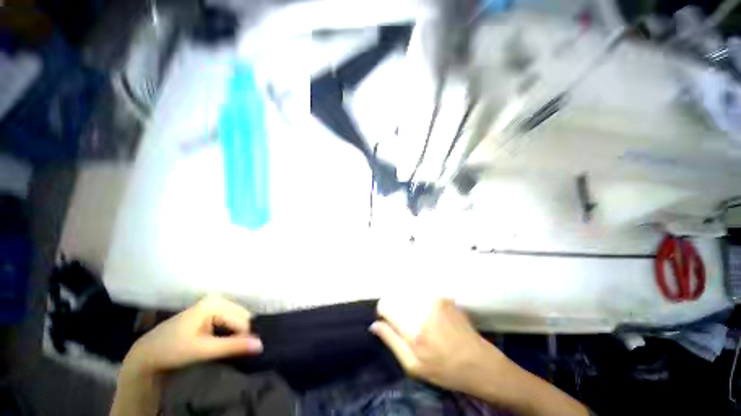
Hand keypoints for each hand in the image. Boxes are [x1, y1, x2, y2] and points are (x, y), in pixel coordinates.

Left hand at [122, 295, 262, 375]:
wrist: (147, 353)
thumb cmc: (173, 350)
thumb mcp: (203, 350)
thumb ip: (232, 346)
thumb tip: (261, 345)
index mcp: (215, 304)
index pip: (242, 321)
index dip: (240, 338)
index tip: (228, 352)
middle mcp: (216, 299)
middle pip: (241, 316)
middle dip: (238, 333)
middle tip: (224, 349)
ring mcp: (211, 304)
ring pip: (236, 318)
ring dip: (233, 332)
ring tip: (221, 345)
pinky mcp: (208, 311)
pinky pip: (228, 319)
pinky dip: (228, 330)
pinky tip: (217, 339)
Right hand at [371, 298, 503, 391]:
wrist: (480, 363)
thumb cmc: (445, 369)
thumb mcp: (414, 366)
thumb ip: (391, 342)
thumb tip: (375, 325)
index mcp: (414, 330)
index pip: (386, 306)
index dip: (383, 311)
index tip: (386, 318)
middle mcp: (424, 309)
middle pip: (398, 297)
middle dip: (398, 307)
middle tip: (407, 323)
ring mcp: (436, 300)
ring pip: (411, 294)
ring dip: (411, 304)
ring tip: (423, 321)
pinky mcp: (445, 297)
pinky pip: (425, 295)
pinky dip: (423, 302)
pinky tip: (434, 317)